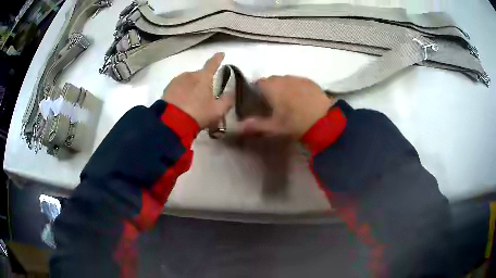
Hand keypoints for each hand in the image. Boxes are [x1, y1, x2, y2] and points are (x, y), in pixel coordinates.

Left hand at [162, 53, 233, 127]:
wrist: (172, 122)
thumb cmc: (198, 114)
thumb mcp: (217, 111)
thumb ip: (227, 101)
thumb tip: (232, 93)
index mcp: (204, 77)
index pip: (212, 64)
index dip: (217, 59)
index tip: (221, 54)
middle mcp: (190, 74)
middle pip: (199, 75)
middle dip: (202, 82)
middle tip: (204, 96)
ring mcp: (177, 80)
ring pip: (187, 81)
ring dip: (191, 87)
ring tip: (191, 102)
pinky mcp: (167, 88)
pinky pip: (178, 87)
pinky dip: (181, 92)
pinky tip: (181, 103)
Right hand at [242, 76, 332, 138]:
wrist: (324, 120)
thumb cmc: (295, 123)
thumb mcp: (274, 127)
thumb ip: (256, 125)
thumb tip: (240, 126)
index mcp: (272, 87)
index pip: (258, 83)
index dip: (256, 91)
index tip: (259, 102)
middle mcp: (283, 78)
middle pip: (272, 80)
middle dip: (270, 89)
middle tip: (274, 104)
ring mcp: (298, 78)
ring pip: (285, 80)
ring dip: (284, 88)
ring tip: (289, 102)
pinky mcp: (310, 81)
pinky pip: (298, 81)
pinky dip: (296, 88)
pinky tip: (301, 99)